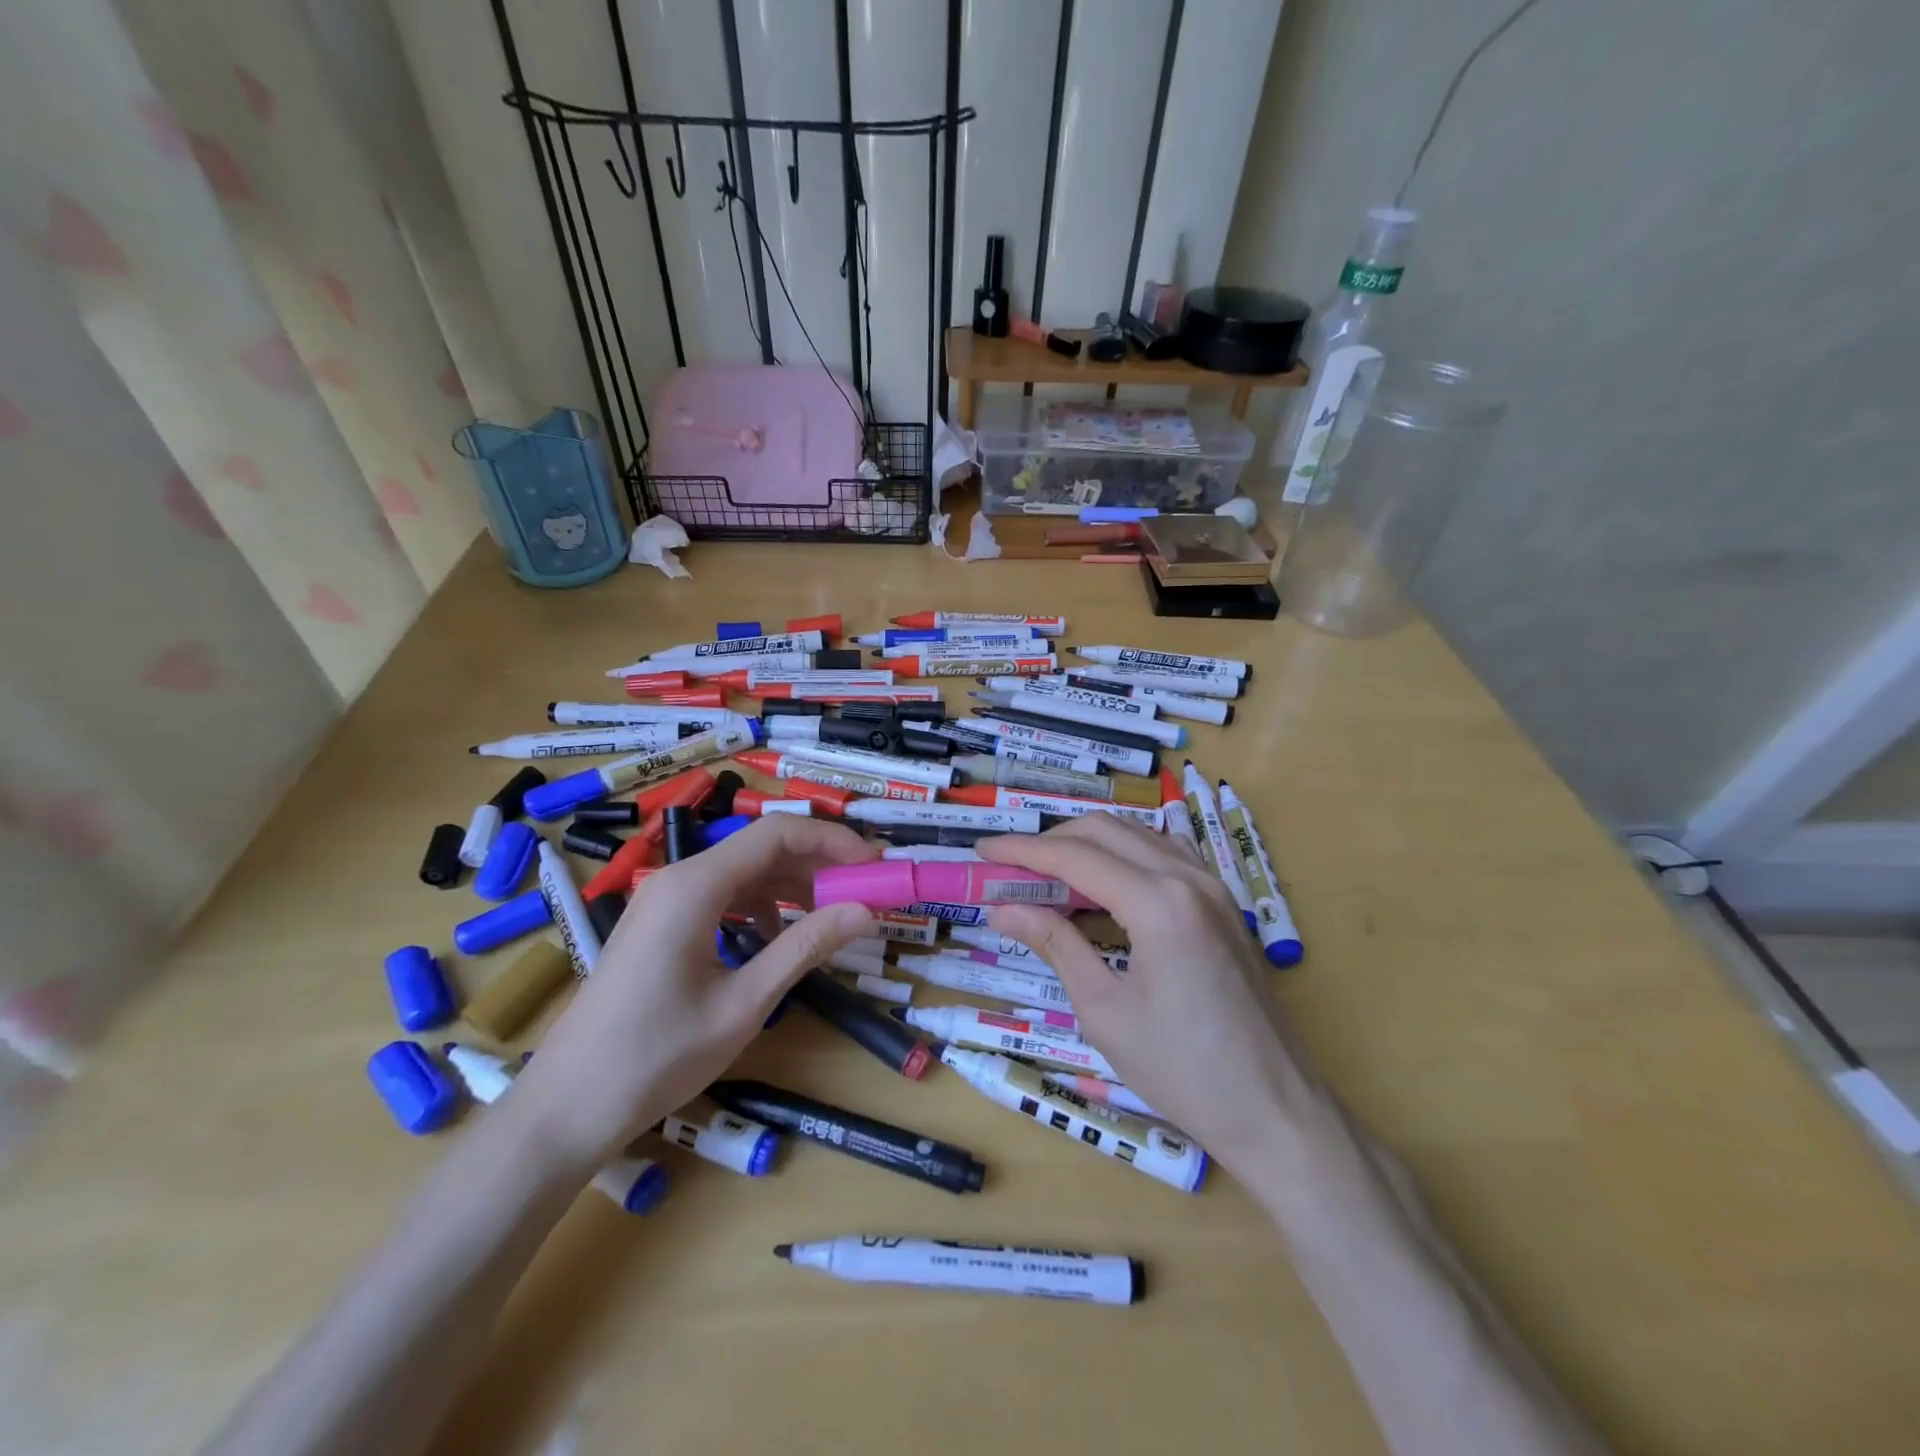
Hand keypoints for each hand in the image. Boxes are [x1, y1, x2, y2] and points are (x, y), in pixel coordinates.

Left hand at [512, 816, 876, 1166]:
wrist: (567, 1107)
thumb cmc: (658, 1055)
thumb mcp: (745, 1002)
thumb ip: (805, 947)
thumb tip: (865, 910)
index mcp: (696, 885)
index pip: (777, 833)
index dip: (832, 841)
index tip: (874, 865)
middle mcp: (678, 879)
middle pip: (761, 848)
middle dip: (817, 863)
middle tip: (865, 889)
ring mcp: (665, 901)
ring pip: (743, 872)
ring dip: (792, 886)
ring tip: (833, 913)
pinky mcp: (661, 925)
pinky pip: (722, 897)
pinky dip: (760, 908)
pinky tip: (778, 940)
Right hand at [976, 815, 1324, 1171]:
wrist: (1274, 1109)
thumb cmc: (1182, 1071)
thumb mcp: (1104, 1010)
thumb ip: (1055, 944)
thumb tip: (1003, 909)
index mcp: (1159, 903)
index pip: (1075, 855)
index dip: (1022, 849)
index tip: (982, 850)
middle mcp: (1189, 877)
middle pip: (1105, 830)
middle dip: (1051, 840)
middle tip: (1010, 866)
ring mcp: (1214, 885)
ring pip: (1138, 834)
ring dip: (1088, 844)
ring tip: (1048, 873)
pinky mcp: (1225, 902)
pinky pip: (1167, 853)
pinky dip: (1126, 854)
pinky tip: (1106, 880)